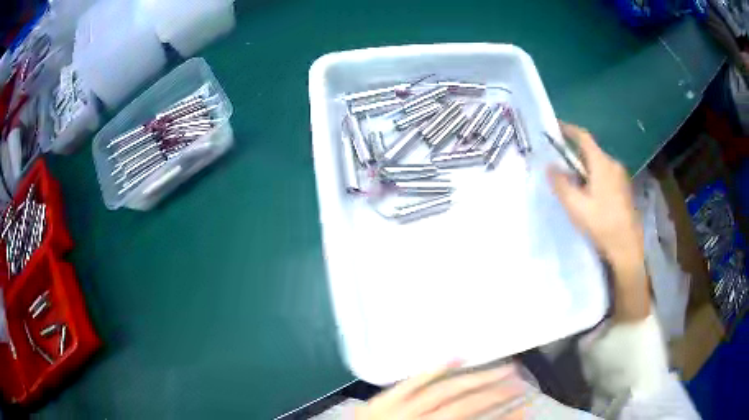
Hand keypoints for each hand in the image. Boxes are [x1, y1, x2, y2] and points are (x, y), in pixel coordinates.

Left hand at [355, 363, 528, 419]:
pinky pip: (408, 384)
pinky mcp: (379, 402)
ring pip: (443, 391)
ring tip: (504, 367)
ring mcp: (394, 412)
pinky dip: (433, 370)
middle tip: (522, 381)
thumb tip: (496, 419)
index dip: (506, 419)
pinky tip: (456, 356)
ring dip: (477, 378)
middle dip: (496, 393)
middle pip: (464, 407)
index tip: (528, 408)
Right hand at [548, 123, 649, 322]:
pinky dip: (593, 177)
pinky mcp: (624, 189)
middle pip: (591, 151)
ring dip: (584, 167)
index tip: (555, 126)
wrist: (628, 247)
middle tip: (559, 161)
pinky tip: (588, 194)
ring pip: (598, 164)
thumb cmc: (602, 224)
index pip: (584, 137)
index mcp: (602, 164)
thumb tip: (550, 167)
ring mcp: (621, 177)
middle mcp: (613, 164)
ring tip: (571, 181)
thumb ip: (561, 184)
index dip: (569, 129)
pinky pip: (605, 174)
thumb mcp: (576, 206)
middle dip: (574, 153)